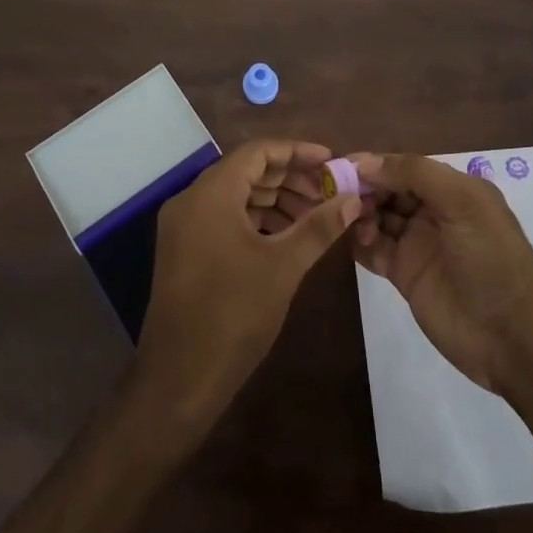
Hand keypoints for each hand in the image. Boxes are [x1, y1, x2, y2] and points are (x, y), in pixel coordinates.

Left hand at [134, 140, 359, 426]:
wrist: (179, 380)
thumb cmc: (234, 314)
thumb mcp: (284, 267)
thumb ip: (319, 226)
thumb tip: (353, 198)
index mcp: (211, 193)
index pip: (258, 152)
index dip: (297, 152)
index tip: (331, 162)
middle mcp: (191, 200)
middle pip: (247, 171)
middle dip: (290, 178)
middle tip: (329, 192)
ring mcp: (184, 226)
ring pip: (236, 195)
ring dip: (275, 200)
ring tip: (315, 216)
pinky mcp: (184, 250)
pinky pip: (224, 218)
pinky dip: (256, 220)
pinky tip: (286, 236)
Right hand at [349, 152, 532, 392]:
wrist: (513, 336)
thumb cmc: (492, 258)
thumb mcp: (463, 202)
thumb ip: (415, 174)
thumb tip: (365, 162)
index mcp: (452, 189)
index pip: (404, 166)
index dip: (375, 164)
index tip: (341, 166)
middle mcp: (433, 211)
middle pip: (387, 190)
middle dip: (363, 188)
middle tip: (337, 195)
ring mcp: (417, 244)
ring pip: (378, 217)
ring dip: (359, 214)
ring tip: (350, 220)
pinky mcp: (404, 275)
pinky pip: (374, 251)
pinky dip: (359, 242)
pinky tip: (349, 240)